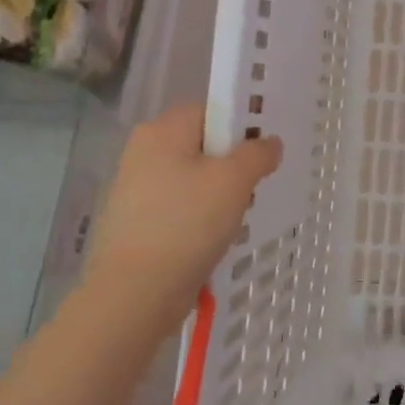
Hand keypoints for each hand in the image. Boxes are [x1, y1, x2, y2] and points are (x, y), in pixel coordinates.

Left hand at [86, 103, 281, 316]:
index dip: (242, 126)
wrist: (135, 293)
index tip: (264, 152)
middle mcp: (143, 150)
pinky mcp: (136, 221)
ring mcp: (135, 187)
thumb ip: (258, 153)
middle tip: (252, 188)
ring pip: (194, 177)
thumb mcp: (235, 181)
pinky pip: (180, 205)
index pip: (212, 110)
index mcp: (163, 130)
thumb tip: (269, 143)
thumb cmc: (187, 224)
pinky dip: (199, 216)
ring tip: (234, 218)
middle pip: (203, 144)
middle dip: (232, 164)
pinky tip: (212, 238)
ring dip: (219, 194)